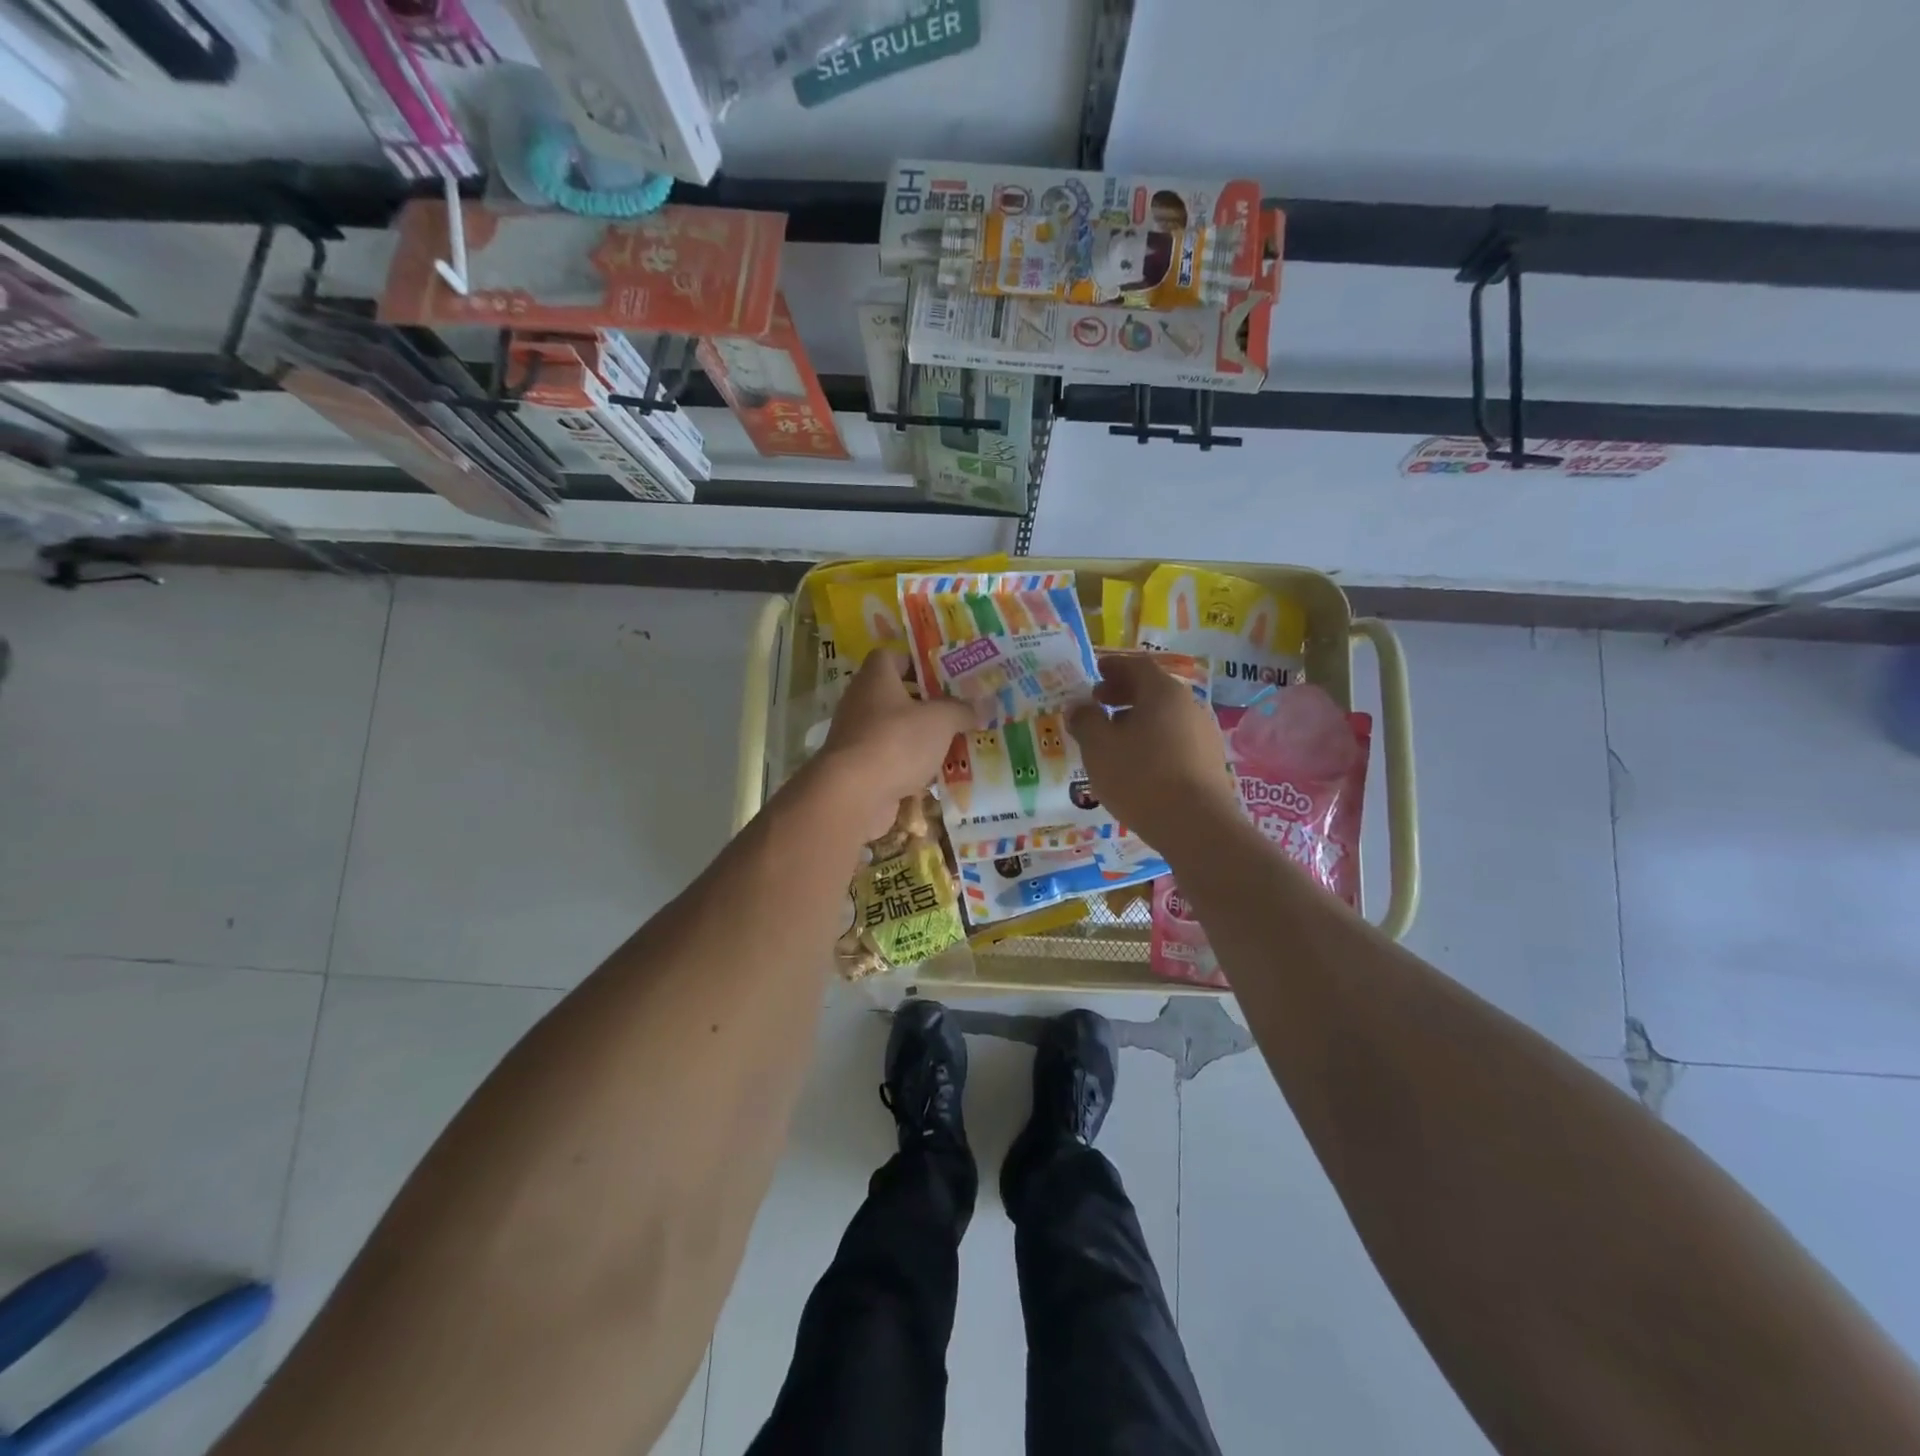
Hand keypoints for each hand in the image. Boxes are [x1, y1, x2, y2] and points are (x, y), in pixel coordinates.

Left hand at [815, 650, 975, 840]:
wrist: (854, 794)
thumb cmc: (897, 741)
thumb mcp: (940, 720)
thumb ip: (962, 710)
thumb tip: (984, 705)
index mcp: (875, 678)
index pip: (889, 657)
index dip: (914, 662)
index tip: (941, 675)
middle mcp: (860, 702)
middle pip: (893, 695)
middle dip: (924, 703)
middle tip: (956, 710)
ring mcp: (856, 737)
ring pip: (893, 730)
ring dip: (919, 737)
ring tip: (952, 743)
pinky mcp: (858, 769)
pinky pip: (889, 760)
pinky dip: (909, 766)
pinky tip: (934, 774)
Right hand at [1068, 654, 1236, 848]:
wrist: (1196, 827)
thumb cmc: (1141, 777)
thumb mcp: (1099, 747)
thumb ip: (1085, 720)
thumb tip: (1078, 706)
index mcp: (1163, 692)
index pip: (1137, 665)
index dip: (1113, 666)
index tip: (1095, 673)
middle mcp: (1189, 706)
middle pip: (1153, 690)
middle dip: (1122, 694)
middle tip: (1097, 704)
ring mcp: (1204, 734)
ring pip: (1164, 716)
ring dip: (1136, 719)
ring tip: (1111, 738)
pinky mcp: (1209, 762)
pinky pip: (1174, 739)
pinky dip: (1152, 740)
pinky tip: (1136, 763)